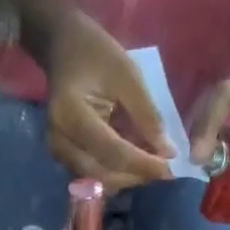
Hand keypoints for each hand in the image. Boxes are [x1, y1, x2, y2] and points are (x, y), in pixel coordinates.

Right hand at [44, 12, 176, 191]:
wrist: (64, 48)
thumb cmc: (96, 54)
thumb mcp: (128, 75)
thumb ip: (147, 115)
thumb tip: (167, 152)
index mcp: (71, 115)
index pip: (111, 152)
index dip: (141, 164)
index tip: (169, 170)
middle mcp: (60, 141)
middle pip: (103, 174)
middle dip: (135, 175)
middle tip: (164, 171)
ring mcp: (59, 153)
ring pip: (99, 181)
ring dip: (127, 178)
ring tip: (151, 165)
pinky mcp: (64, 159)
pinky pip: (94, 177)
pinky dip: (117, 174)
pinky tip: (134, 162)